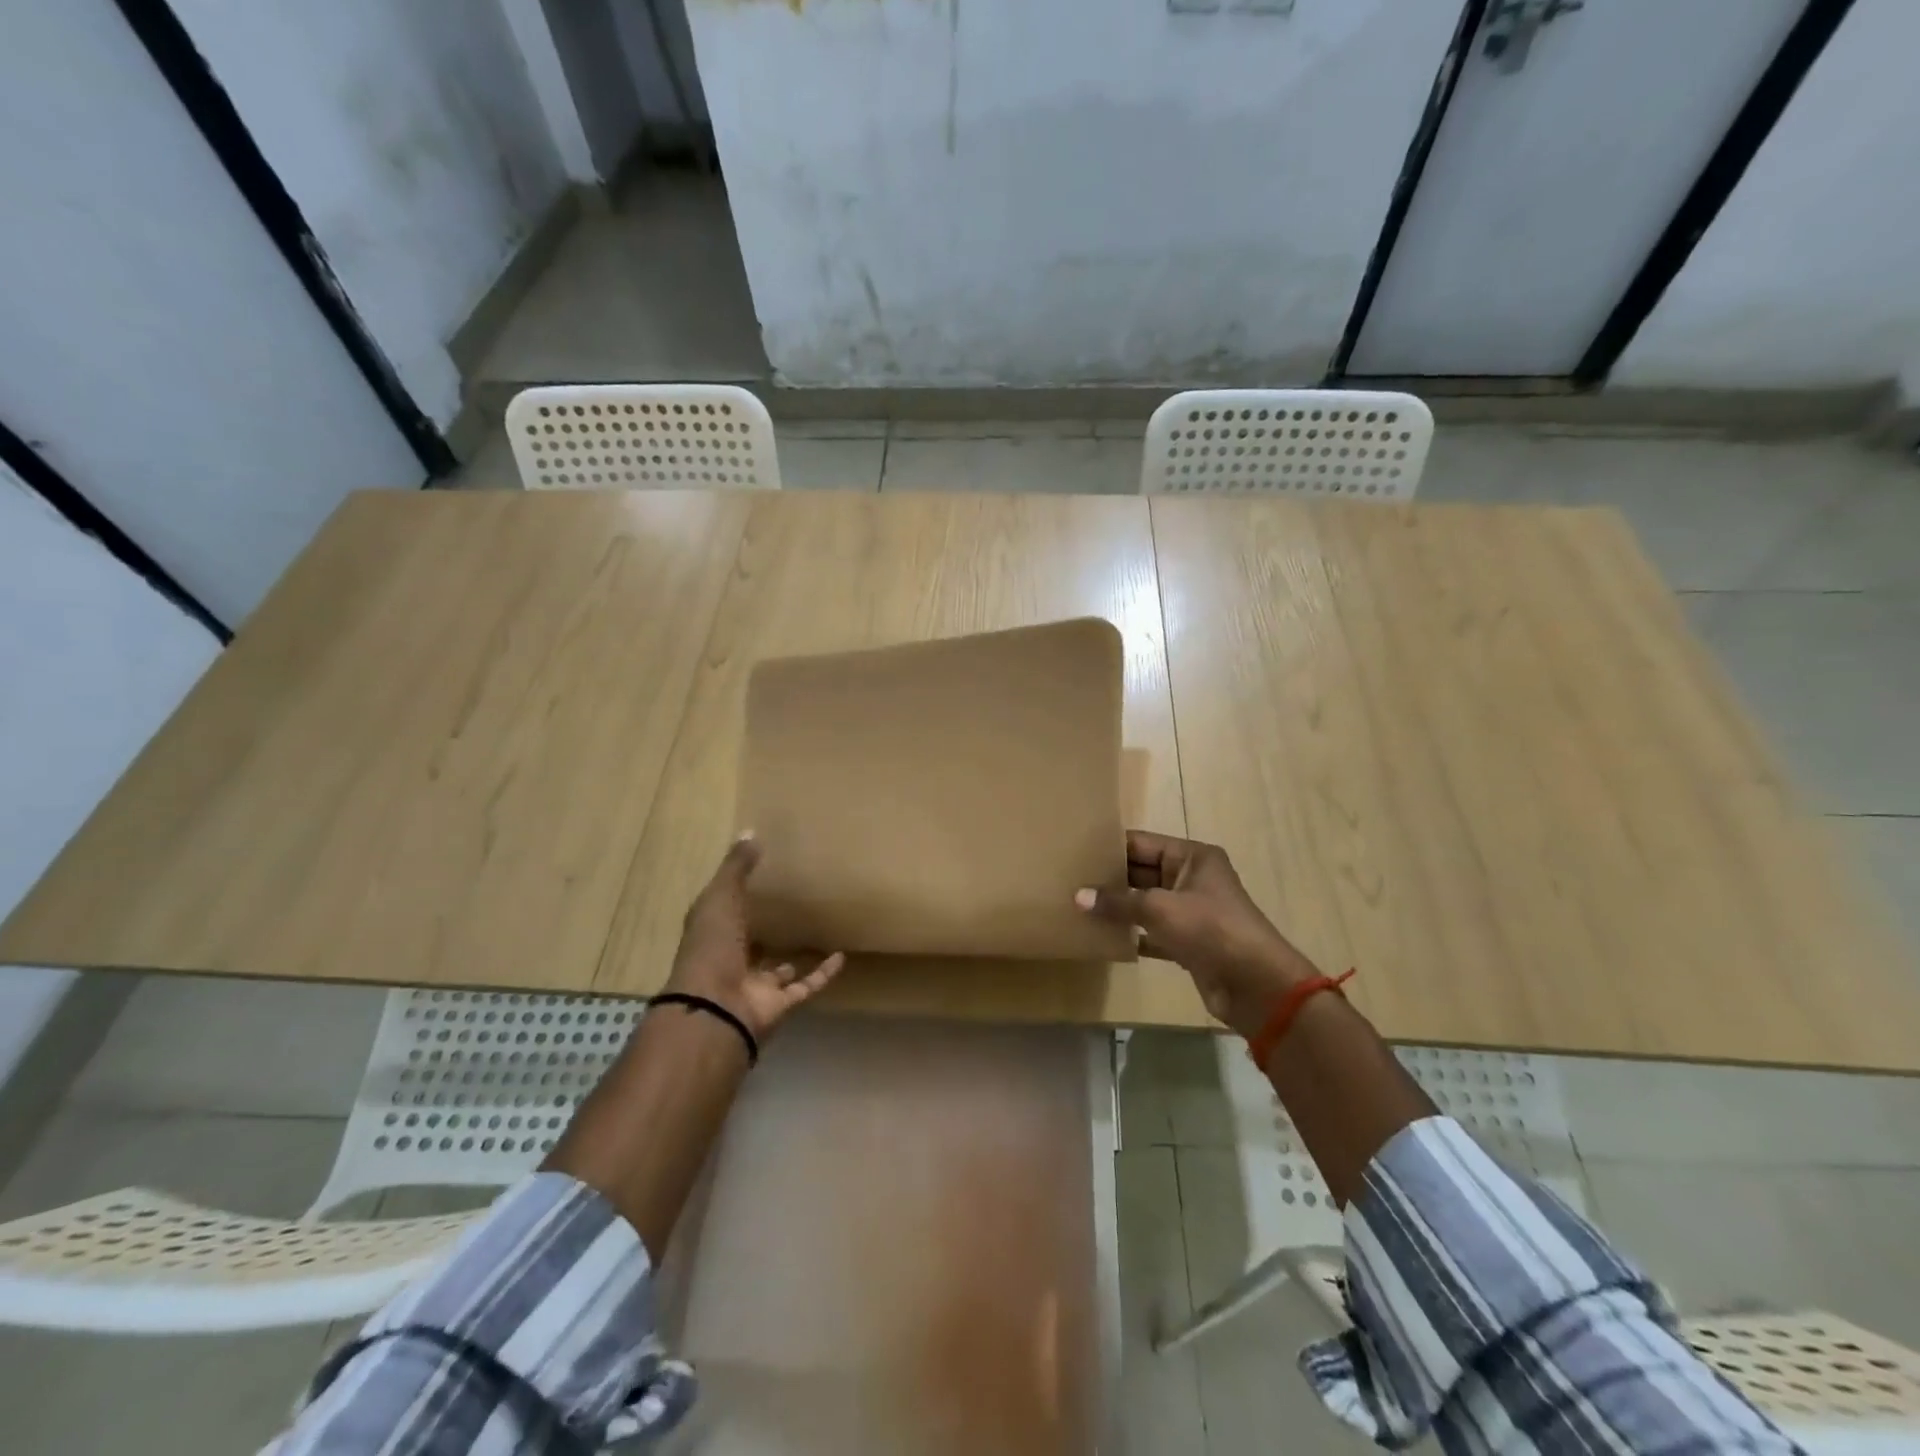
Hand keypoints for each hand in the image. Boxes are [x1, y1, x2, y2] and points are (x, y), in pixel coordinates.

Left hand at [664, 833, 844, 1041]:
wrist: (717, 1008)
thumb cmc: (712, 947)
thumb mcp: (720, 897)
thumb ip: (736, 868)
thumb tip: (750, 832)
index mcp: (713, 936)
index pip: (725, 916)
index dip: (737, 900)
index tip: (759, 880)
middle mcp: (733, 962)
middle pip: (751, 946)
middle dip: (766, 932)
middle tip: (790, 909)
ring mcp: (757, 987)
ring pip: (779, 971)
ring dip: (795, 956)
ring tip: (817, 933)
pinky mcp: (781, 1004)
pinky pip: (806, 986)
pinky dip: (824, 974)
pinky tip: (841, 956)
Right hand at [1077, 831, 1319, 1037]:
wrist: (1255, 985)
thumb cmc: (1210, 929)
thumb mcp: (1160, 908)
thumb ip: (1117, 901)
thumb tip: (1077, 896)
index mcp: (1192, 857)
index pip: (1142, 843)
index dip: (1110, 847)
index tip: (1075, 850)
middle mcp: (1192, 878)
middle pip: (1142, 872)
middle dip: (1109, 878)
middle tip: (1069, 879)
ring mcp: (1191, 911)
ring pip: (1145, 903)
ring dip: (1117, 907)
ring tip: (1077, 906)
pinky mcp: (1188, 942)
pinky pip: (1152, 931)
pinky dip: (1131, 934)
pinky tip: (1101, 937)